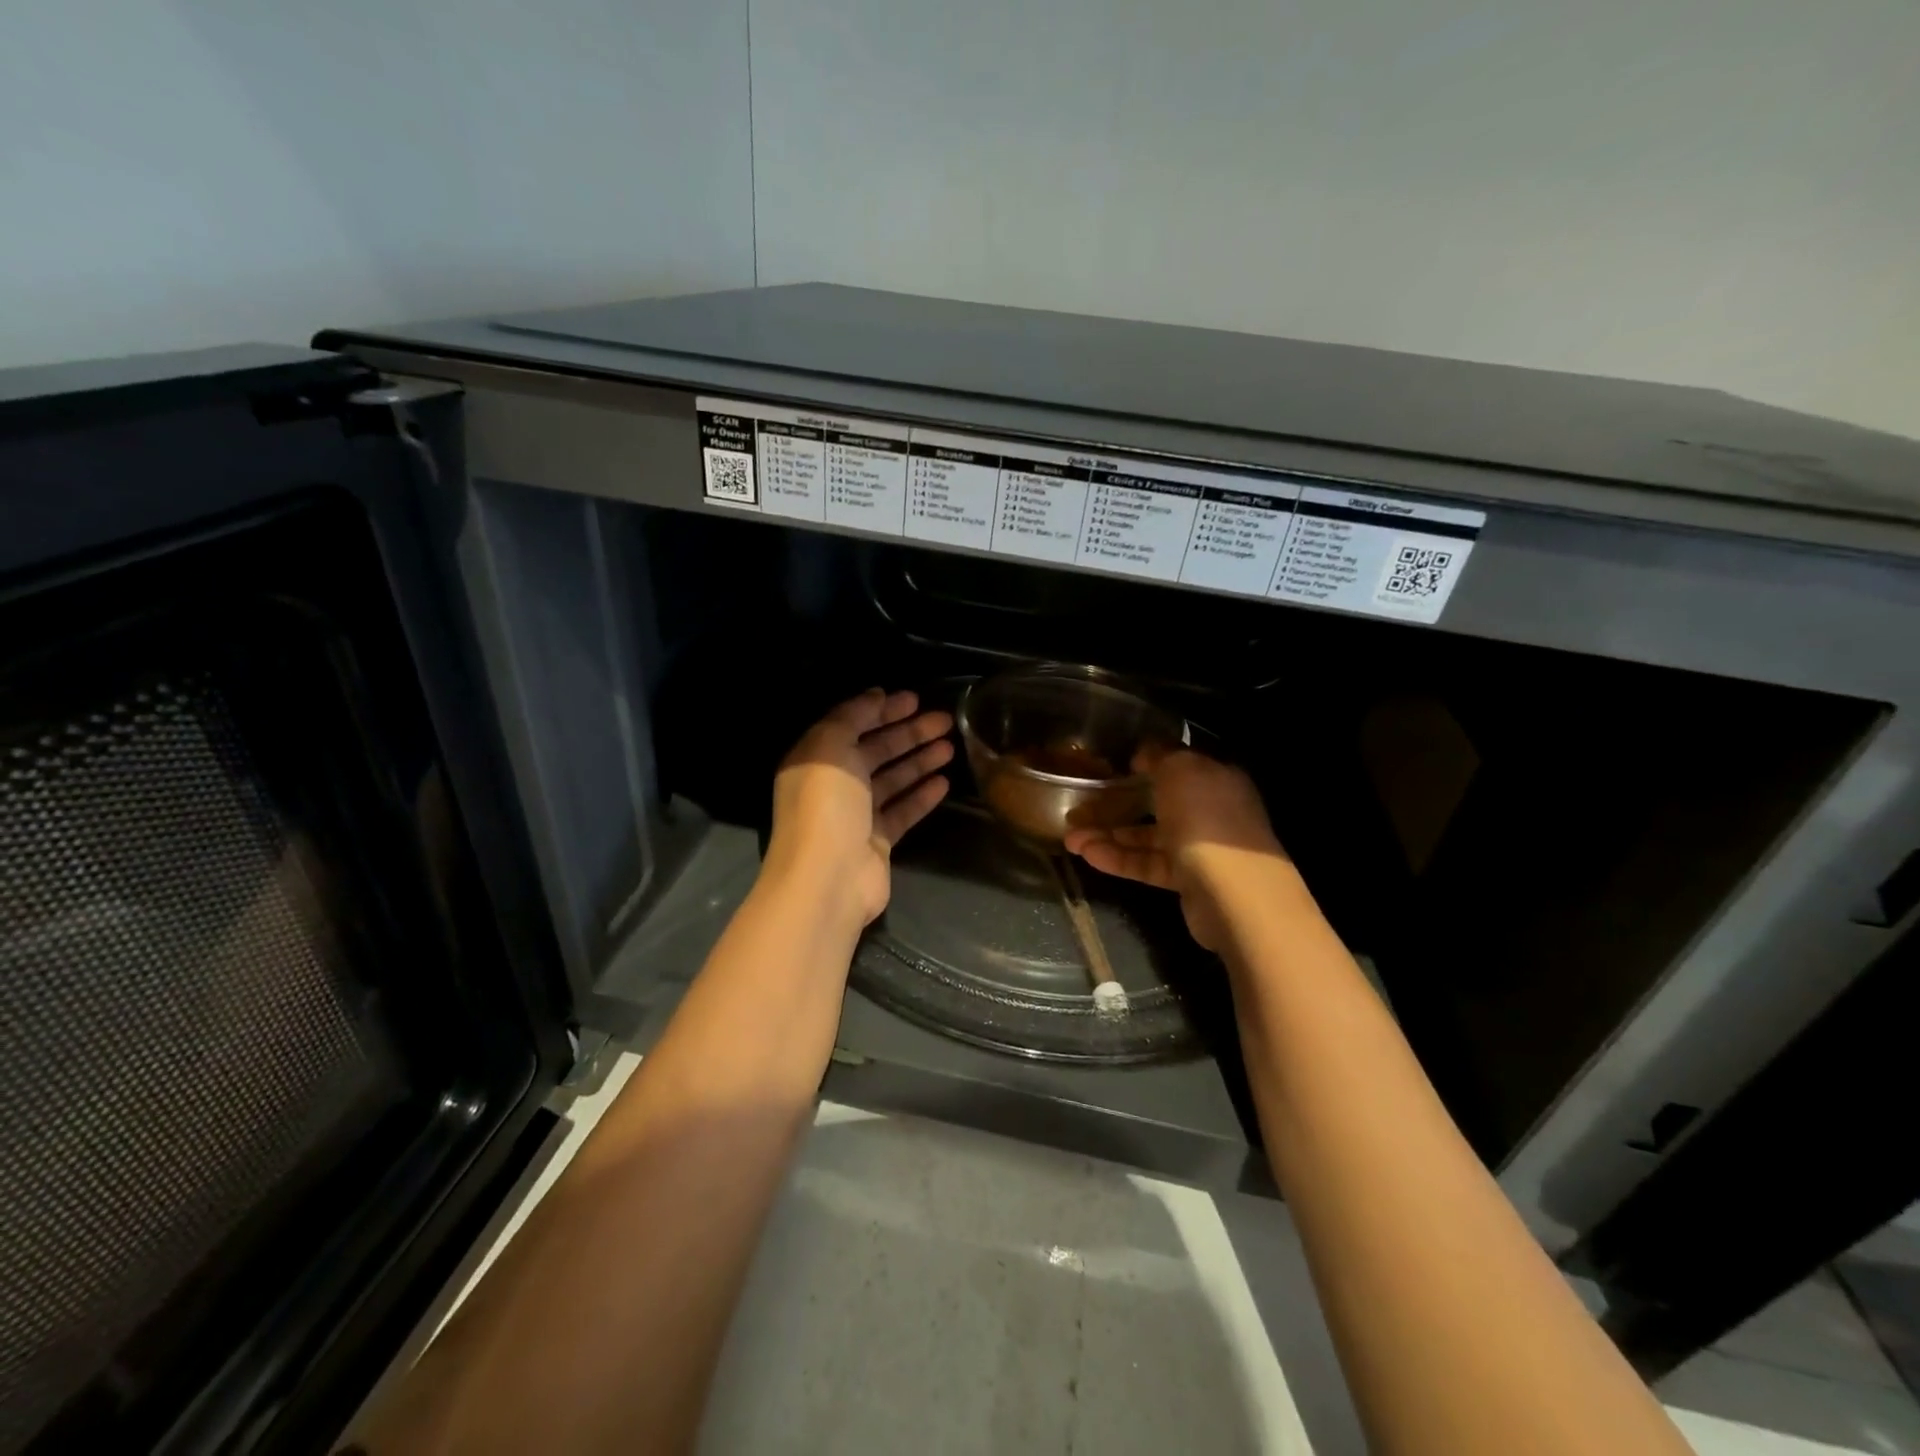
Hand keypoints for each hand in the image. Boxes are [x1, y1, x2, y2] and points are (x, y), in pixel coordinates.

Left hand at [765, 688, 953, 926]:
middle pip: (876, 751)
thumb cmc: (827, 804)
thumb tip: (876, 695)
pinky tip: (944, 782)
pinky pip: (902, 811)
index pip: (852, 724)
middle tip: (945, 720)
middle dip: (909, 733)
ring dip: (920, 761)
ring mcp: (856, 815)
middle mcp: (834, 784)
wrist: (828, 877)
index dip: (882, 710)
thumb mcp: (831, 746)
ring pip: (893, 780)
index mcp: (816, 758)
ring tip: (951, 746)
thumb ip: (852, 715)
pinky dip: (921, 796)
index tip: (916, 699)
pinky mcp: (877, 841)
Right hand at [1064, 748, 1284, 951]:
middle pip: (1158, 802)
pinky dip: (1119, 859)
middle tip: (1080, 806)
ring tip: (1071, 838)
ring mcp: (1201, 847)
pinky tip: (1087, 855)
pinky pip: (1148, 864)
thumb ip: (1160, 755)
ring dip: (1110, 835)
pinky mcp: (1188, 880)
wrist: (1234, 893)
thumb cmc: (1206, 818)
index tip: (1113, 766)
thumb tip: (1144, 754)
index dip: (1146, 763)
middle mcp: (1211, 810)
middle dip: (1117, 803)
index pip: (1179, 765)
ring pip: (1148, 836)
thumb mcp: (1180, 769)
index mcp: (1216, 778)